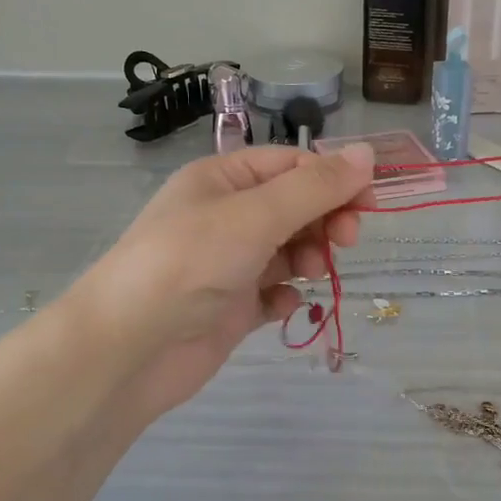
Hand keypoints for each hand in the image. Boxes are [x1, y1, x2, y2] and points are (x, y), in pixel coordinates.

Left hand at [68, 144, 375, 419]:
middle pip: (295, 207)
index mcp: (223, 179)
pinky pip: (273, 293)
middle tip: (345, 241)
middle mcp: (225, 217)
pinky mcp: (230, 308)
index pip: (291, 165)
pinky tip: (282, 305)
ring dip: (309, 258)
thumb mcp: (256, 214)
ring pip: (288, 251)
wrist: (131, 348)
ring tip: (309, 274)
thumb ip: (315, 187)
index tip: (369, 204)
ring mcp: (228, 264)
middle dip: (325, 220)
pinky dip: (285, 297)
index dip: (334, 179)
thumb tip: (367, 153)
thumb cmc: (191, 263)